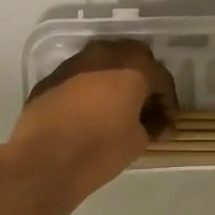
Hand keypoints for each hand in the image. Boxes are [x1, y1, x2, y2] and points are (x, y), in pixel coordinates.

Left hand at [0, 39, 177, 206]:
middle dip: (143, 82)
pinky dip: (91, 89)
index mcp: (132, 66)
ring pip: (104, 63)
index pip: (161, 78)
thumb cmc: (100, 148)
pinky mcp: (51, 77)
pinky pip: (81, 77)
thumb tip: (154, 126)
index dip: (169, 104)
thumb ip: (151, 126)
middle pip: (134, 59)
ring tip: (117, 111)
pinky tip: (90, 114)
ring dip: (115, 81)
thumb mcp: (137, 142)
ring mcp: (74, 63)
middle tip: (145, 110)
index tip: (167, 126)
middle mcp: (104, 55)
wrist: (45, 159)